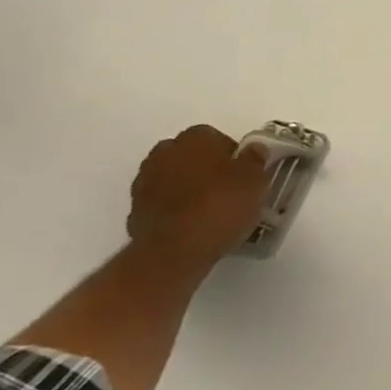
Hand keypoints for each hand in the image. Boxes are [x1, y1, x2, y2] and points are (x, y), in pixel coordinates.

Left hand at [126, 125, 271, 273]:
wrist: (174, 252)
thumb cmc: (221, 206)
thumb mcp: (255, 181)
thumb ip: (255, 160)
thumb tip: (254, 149)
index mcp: (196, 138)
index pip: (216, 137)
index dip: (232, 156)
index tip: (243, 175)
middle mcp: (165, 152)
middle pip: (190, 156)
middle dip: (205, 168)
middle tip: (226, 191)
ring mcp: (145, 181)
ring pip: (173, 178)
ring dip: (187, 188)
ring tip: (209, 212)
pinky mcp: (134, 210)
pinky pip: (161, 203)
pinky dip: (173, 210)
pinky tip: (190, 227)